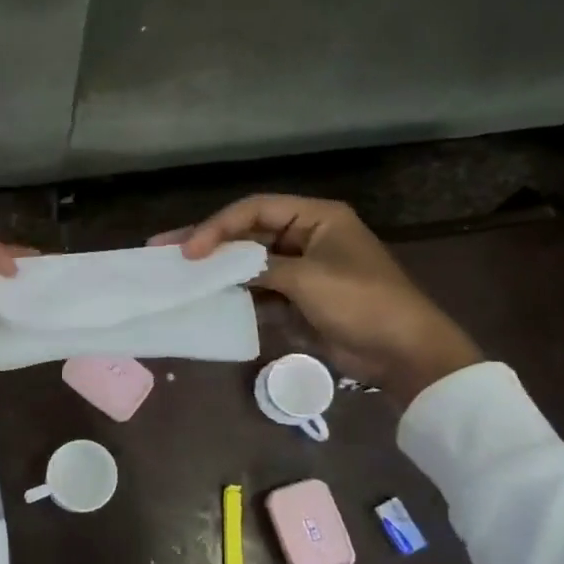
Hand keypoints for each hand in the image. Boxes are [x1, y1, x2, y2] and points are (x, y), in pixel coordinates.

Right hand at [153, 195, 481, 408]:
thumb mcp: (309, 279)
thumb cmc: (362, 302)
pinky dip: (232, 294)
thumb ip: (260, 267)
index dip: (218, 226)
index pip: (255, 210)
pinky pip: (256, 290)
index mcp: (316, 218)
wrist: (402, 353)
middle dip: (207, 242)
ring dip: (215, 269)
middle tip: (162, 249)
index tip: (189, 250)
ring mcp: (298, 269)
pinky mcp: (295, 298)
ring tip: (175, 274)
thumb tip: (219, 267)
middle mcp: (304, 237)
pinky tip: (204, 298)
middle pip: (246, 233)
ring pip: (247, 263)